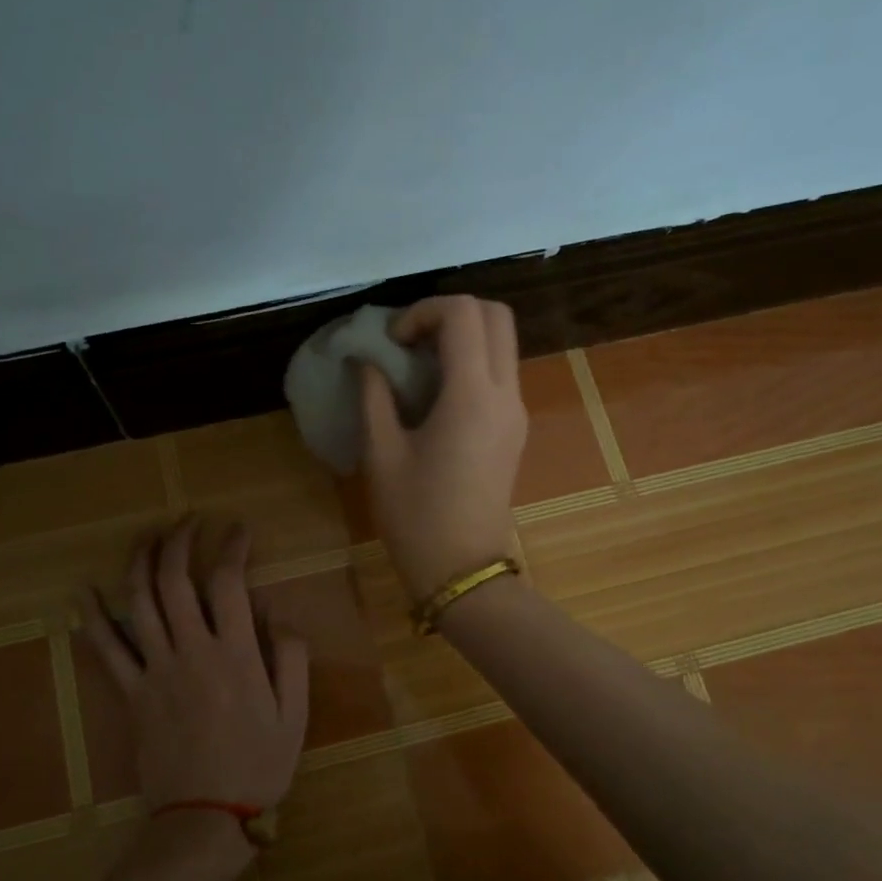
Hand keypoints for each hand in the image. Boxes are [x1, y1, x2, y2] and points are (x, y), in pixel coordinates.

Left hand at [79, 520, 309, 817]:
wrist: (204, 818)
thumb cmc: (258, 766)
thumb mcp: (295, 714)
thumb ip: (290, 656)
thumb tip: (275, 610)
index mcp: (235, 655)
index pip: (229, 582)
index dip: (232, 547)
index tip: (238, 528)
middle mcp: (191, 652)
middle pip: (175, 581)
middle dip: (179, 541)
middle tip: (188, 521)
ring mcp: (155, 671)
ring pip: (139, 603)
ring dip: (140, 562)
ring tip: (147, 536)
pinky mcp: (130, 694)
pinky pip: (106, 650)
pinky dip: (93, 618)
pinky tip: (83, 591)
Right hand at [361, 295, 527, 597]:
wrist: (463, 569)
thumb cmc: (416, 516)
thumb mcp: (382, 454)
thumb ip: (374, 396)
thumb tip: (365, 360)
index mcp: (472, 396)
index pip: (463, 314)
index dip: (423, 311)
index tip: (392, 341)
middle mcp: (505, 394)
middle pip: (496, 315)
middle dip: (450, 313)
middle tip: (410, 340)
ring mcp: (516, 411)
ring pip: (503, 342)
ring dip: (463, 336)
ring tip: (418, 364)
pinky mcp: (515, 428)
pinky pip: (500, 372)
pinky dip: (471, 361)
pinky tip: (435, 393)